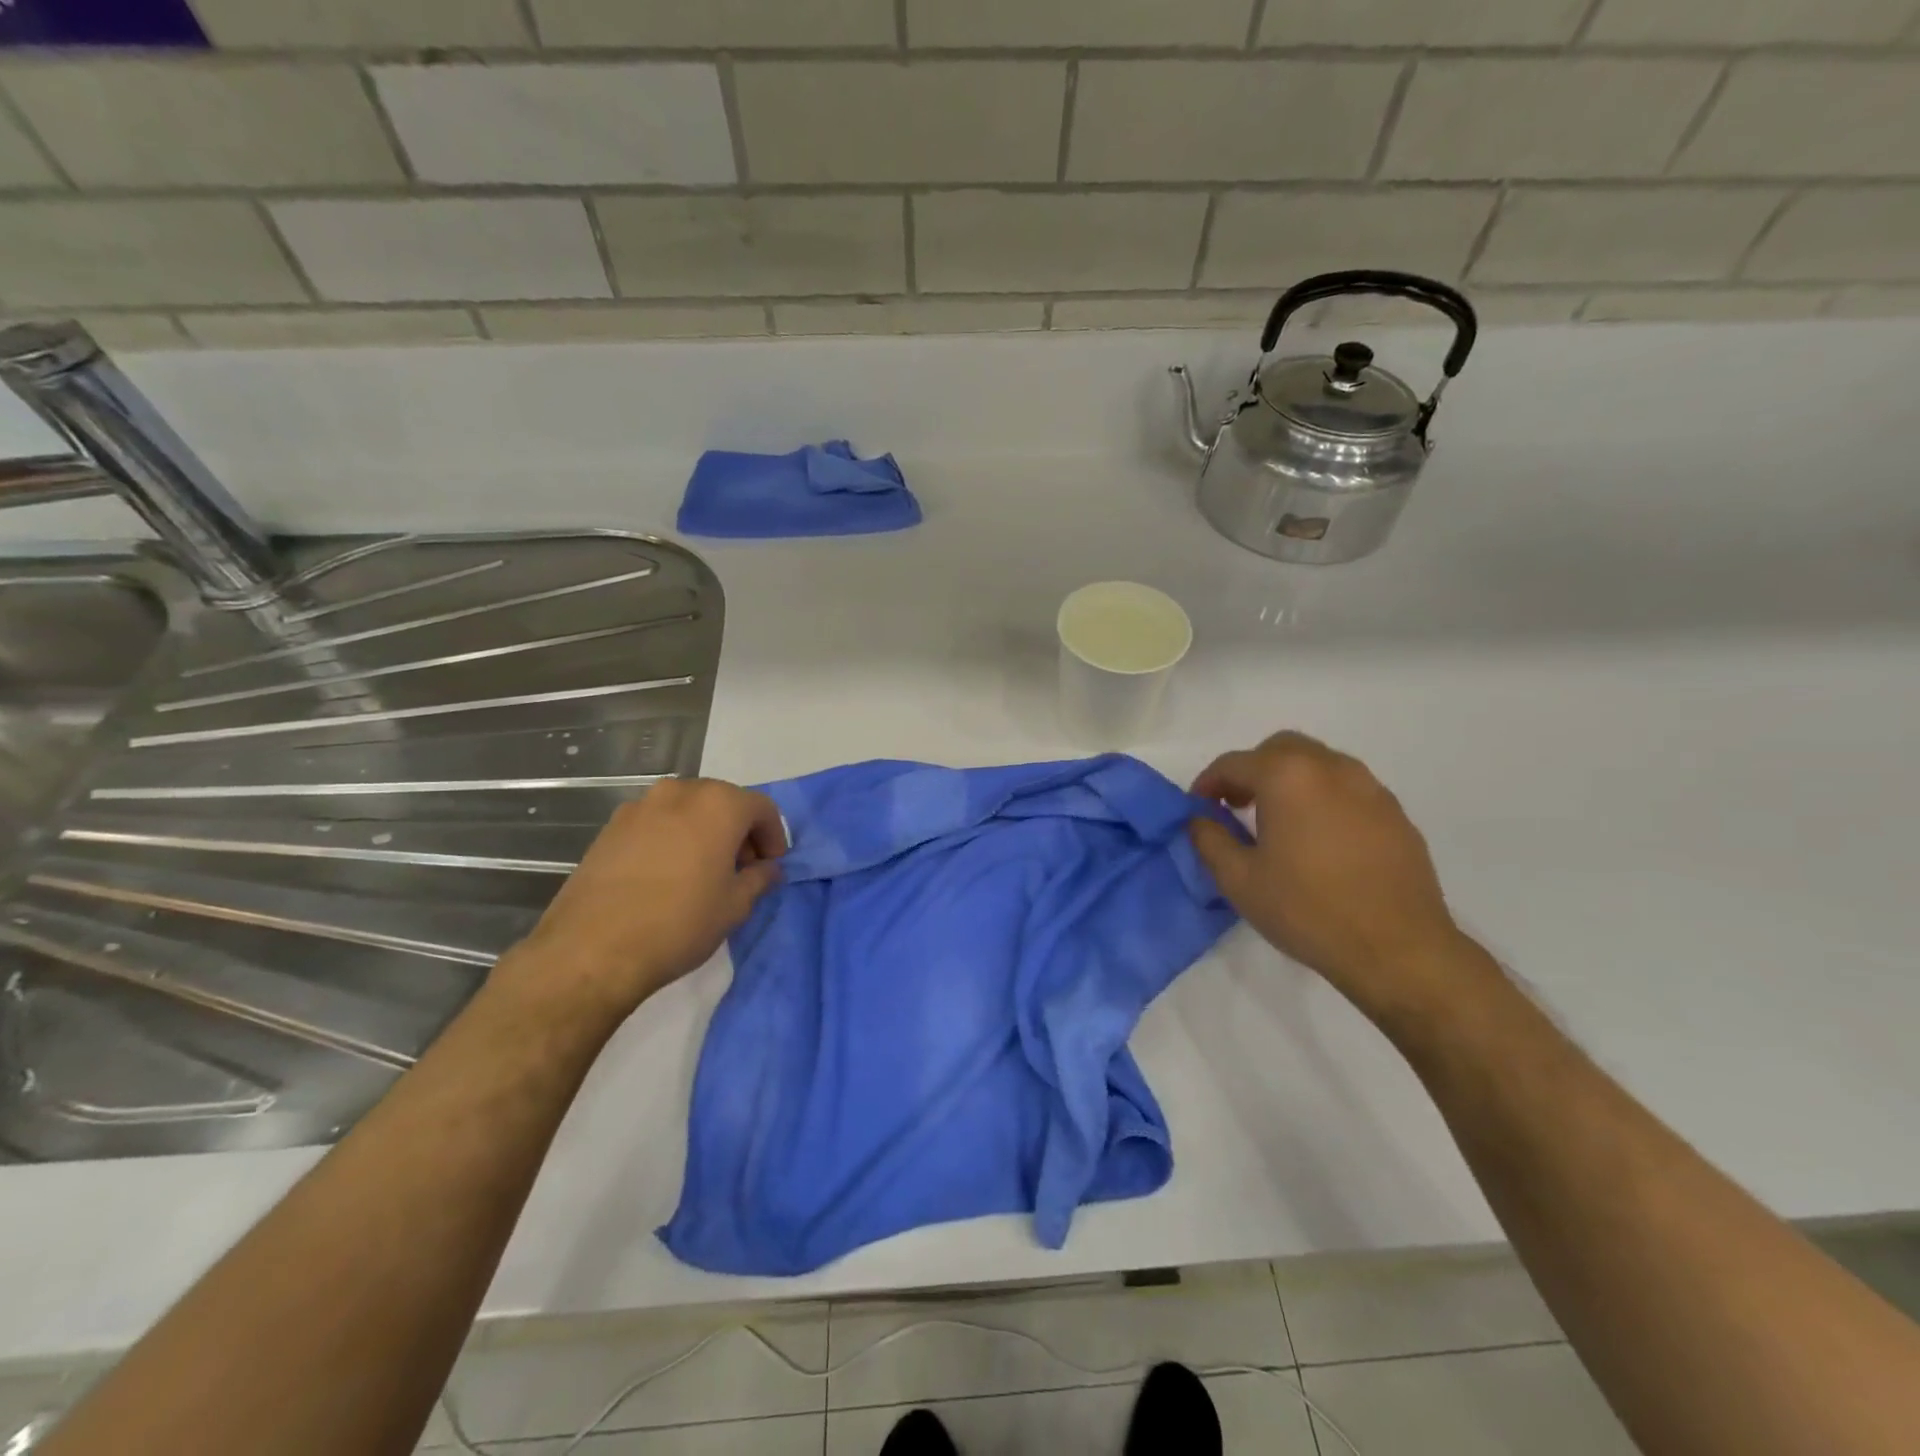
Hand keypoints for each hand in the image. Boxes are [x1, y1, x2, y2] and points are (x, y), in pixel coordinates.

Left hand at [503, 778, 786, 1023]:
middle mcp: (680, 793)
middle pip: (723, 801)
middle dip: (738, 830)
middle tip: (741, 867)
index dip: (773, 836)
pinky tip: (667, 875)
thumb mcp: (734, 906)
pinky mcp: (611, 827)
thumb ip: (759, 879)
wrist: (592, 950)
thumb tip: (767, 869)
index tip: (771, 865)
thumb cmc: (679, 924)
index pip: (761, 808)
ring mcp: (640, 807)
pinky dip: (672, 838)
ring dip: (704, 831)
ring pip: (687, 809)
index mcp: (718, 805)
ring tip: (703, 870)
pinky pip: (657, 823)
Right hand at [1188, 732, 1469, 1018]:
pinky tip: (1319, 839)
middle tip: (1237, 806)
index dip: (1208, 782)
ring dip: (1290, 780)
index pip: (1234, 763)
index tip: (1199, 808)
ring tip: (1278, 821)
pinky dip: (1323, 797)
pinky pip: (1348, 788)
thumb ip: (1209, 840)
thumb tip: (1199, 820)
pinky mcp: (1395, 813)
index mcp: (1287, 777)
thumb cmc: (1307, 910)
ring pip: (1319, 763)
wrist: (1398, 949)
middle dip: (1252, 770)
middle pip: (1280, 749)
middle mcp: (1330, 768)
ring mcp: (1370, 788)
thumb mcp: (1239, 880)